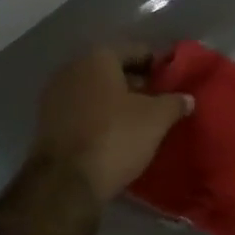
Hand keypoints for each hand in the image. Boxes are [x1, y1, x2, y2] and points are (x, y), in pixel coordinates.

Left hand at [34, 46, 193, 204]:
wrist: (66, 183)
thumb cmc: (116, 138)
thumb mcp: (156, 119)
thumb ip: (174, 102)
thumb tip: (187, 98)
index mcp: (97, 58)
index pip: (136, 50)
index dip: (158, 64)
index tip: (174, 80)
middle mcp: (71, 69)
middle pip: (112, 69)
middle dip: (137, 82)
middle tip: (160, 100)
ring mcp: (54, 95)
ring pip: (95, 90)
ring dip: (117, 100)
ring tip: (141, 119)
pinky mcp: (47, 122)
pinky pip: (82, 110)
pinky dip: (99, 116)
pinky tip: (117, 132)